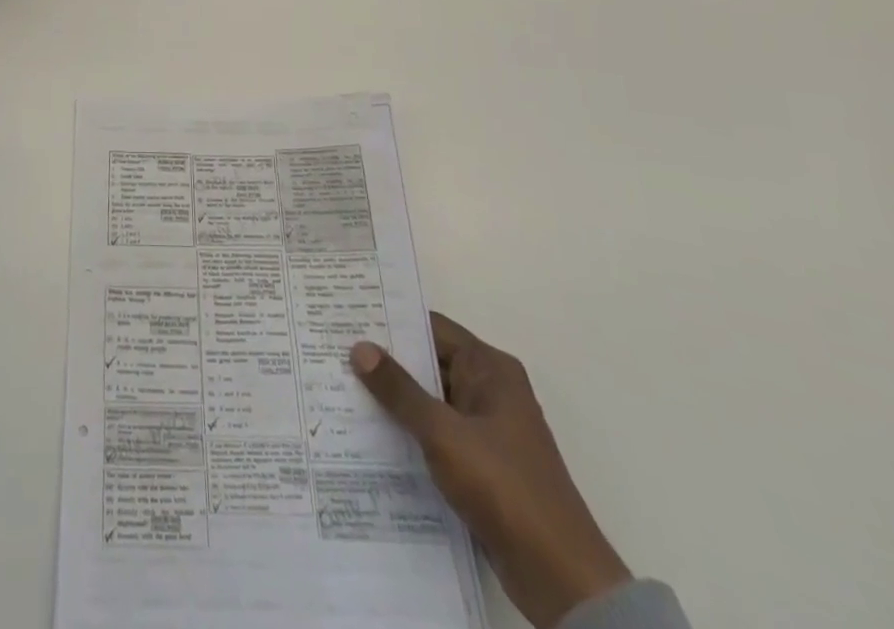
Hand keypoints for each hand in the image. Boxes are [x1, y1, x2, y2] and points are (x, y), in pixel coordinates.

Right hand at [351, 317, 630, 628]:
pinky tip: (367, 434)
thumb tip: (359, 347)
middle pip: (428, 362)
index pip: (431, 328)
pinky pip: (435, 434)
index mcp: (490, 369)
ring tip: (339, 387)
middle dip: (385, 360)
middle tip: (332, 349)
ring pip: (429, 400)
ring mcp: (485, 430)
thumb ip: (399, 390)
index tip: (346, 315)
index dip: (390, 321)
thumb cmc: (504, 487)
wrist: (561, 579)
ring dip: (393, 399)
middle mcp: (489, 391)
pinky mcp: (480, 465)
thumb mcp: (443, 432)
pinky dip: (407, 431)